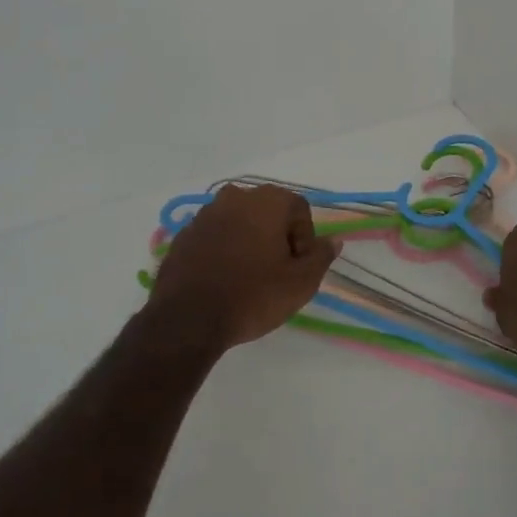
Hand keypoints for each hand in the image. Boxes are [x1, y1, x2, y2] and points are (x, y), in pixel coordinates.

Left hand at [148, 184, 339, 351]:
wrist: (187, 319)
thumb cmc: (253, 296)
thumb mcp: (301, 283)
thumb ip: (321, 257)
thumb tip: (333, 241)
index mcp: (267, 201)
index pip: (299, 210)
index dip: (305, 240)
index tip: (297, 268)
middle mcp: (235, 197)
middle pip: (268, 212)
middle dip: (277, 237)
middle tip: (276, 272)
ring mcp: (205, 214)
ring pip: (240, 222)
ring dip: (249, 242)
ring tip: (248, 277)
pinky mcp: (183, 234)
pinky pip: (215, 236)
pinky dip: (223, 250)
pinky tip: (223, 279)